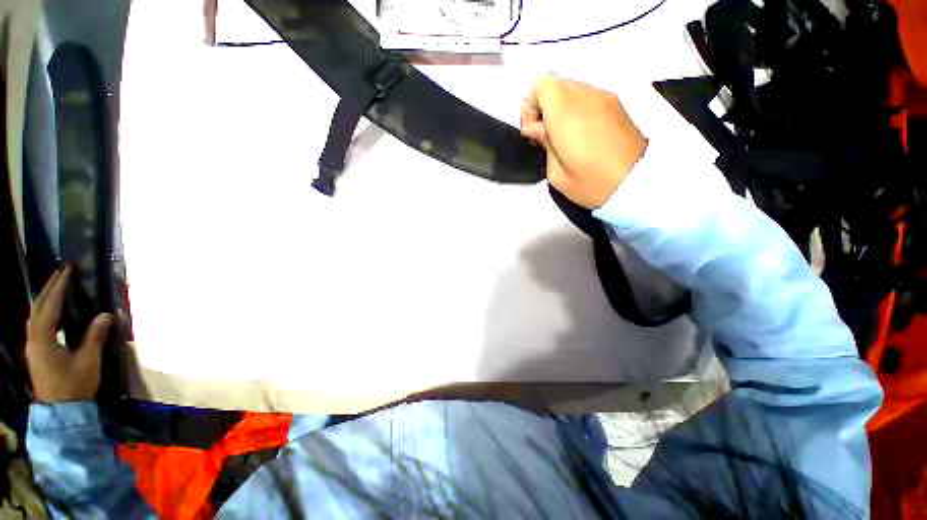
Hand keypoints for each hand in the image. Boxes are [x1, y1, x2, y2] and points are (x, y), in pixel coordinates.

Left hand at [25, 267, 112, 402]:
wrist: (62, 412)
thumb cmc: (75, 385)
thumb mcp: (88, 361)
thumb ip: (95, 337)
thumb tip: (106, 314)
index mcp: (43, 339)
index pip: (50, 306)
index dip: (59, 288)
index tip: (68, 271)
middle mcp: (34, 339)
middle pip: (38, 309)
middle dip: (48, 289)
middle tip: (60, 273)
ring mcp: (33, 347)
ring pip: (35, 316)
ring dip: (45, 300)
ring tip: (56, 288)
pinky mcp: (37, 353)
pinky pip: (37, 325)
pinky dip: (45, 313)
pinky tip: (53, 313)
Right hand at [520, 75, 646, 208]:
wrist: (637, 184)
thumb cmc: (591, 183)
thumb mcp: (556, 173)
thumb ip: (543, 143)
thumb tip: (534, 128)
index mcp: (565, 111)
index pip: (540, 85)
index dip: (529, 106)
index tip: (532, 132)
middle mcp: (585, 95)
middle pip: (555, 85)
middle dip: (544, 108)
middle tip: (547, 138)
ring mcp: (604, 97)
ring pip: (572, 91)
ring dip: (561, 110)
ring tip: (566, 140)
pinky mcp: (617, 105)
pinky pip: (588, 99)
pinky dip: (578, 111)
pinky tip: (583, 138)